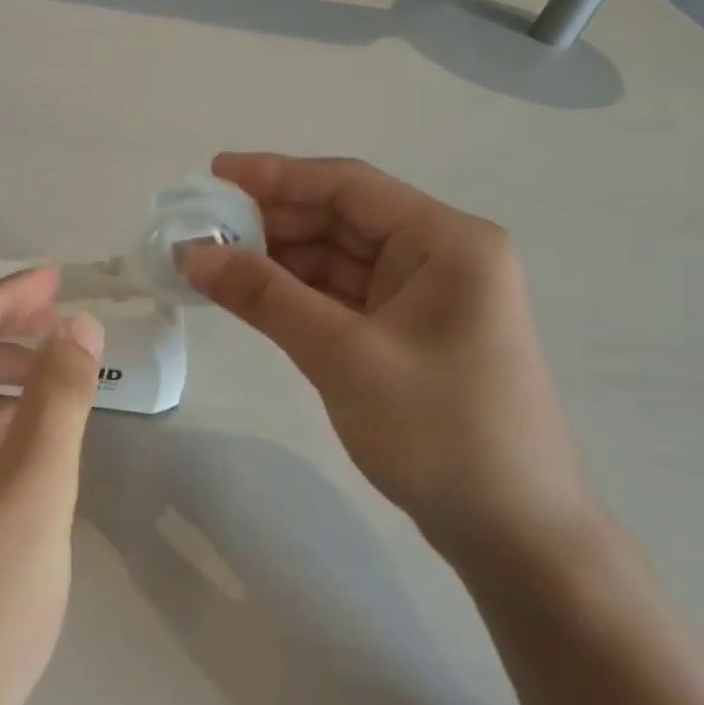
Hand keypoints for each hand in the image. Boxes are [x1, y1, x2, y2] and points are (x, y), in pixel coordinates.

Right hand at [182, 153, 598, 570]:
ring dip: (277, 260)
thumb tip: (192, 253)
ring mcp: (423, 299)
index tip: (213, 173)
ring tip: (211, 262)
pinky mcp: (405, 336)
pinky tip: (249, 296)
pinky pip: (340, 298)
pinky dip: (294, 295)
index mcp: (447, 242)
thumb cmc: (439, 431)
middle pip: (341, 220)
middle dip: (270, 221)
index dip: (277, 175)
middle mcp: (439, 257)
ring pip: (336, 260)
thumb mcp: (342, 355)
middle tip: (200, 227)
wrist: (511, 531)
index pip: (349, 186)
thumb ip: (265, 296)